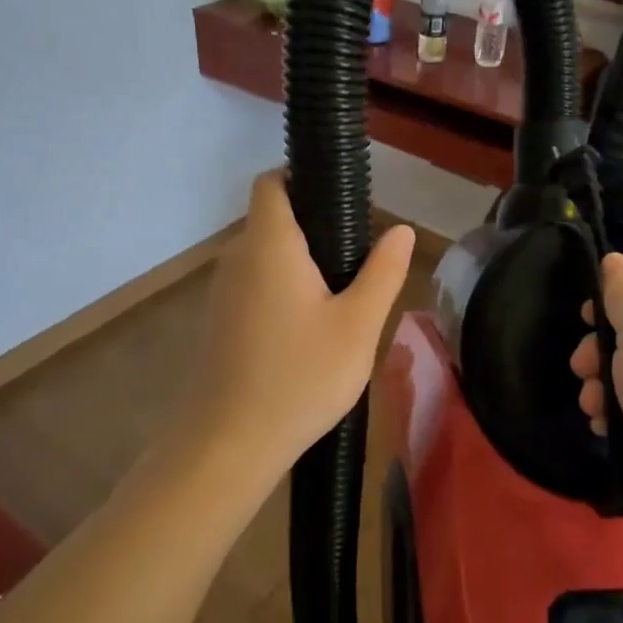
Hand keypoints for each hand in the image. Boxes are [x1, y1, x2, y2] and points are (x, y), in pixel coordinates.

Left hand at [175, 172, 414, 497]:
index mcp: (269, 244)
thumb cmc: (300, 377)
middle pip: (272, 219)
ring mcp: (222, 291)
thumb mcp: (358, 326)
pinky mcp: (219, 321)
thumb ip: (383, 272)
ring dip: (298, 263)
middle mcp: (237, 257)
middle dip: (313, 227)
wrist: (228, 444)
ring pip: (264, 256)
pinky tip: (308, 329)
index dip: (302, 178)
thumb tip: (403, 230)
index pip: (272, 182)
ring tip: (340, 297)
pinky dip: (281, 289)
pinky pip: (254, 285)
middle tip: (357, 261)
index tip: (342, 201)